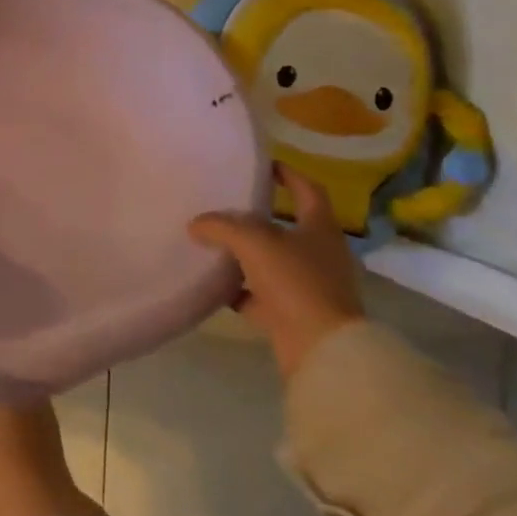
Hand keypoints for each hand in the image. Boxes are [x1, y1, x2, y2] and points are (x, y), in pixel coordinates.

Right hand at [189, 164, 363, 379]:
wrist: (321, 349)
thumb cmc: (295, 282)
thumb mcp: (253, 242)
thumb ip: (221, 226)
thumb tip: (195, 224)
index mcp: (319, 229)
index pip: (308, 190)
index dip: (288, 174)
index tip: (262, 166)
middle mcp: (319, 254)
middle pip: (287, 226)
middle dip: (257, 216)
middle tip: (225, 205)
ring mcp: (307, 286)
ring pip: (271, 261)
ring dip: (245, 254)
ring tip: (212, 242)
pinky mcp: (293, 314)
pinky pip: (260, 295)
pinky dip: (239, 289)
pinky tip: (213, 283)